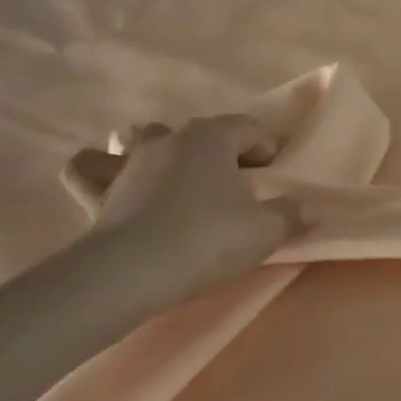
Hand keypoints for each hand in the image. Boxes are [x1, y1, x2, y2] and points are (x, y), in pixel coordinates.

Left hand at [82, 116, 305, 302]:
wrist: (131, 273)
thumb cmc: (207, 240)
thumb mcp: (264, 230)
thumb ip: (290, 214)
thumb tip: (310, 208)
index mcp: (212, 137)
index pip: (249, 127)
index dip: (267, 148)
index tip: (276, 176)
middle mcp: (169, 139)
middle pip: (202, 132)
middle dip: (222, 151)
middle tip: (238, 184)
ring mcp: (130, 162)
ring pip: (144, 138)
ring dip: (162, 148)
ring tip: (176, 174)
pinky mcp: (99, 192)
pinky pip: (91, 170)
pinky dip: (97, 169)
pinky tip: (105, 177)